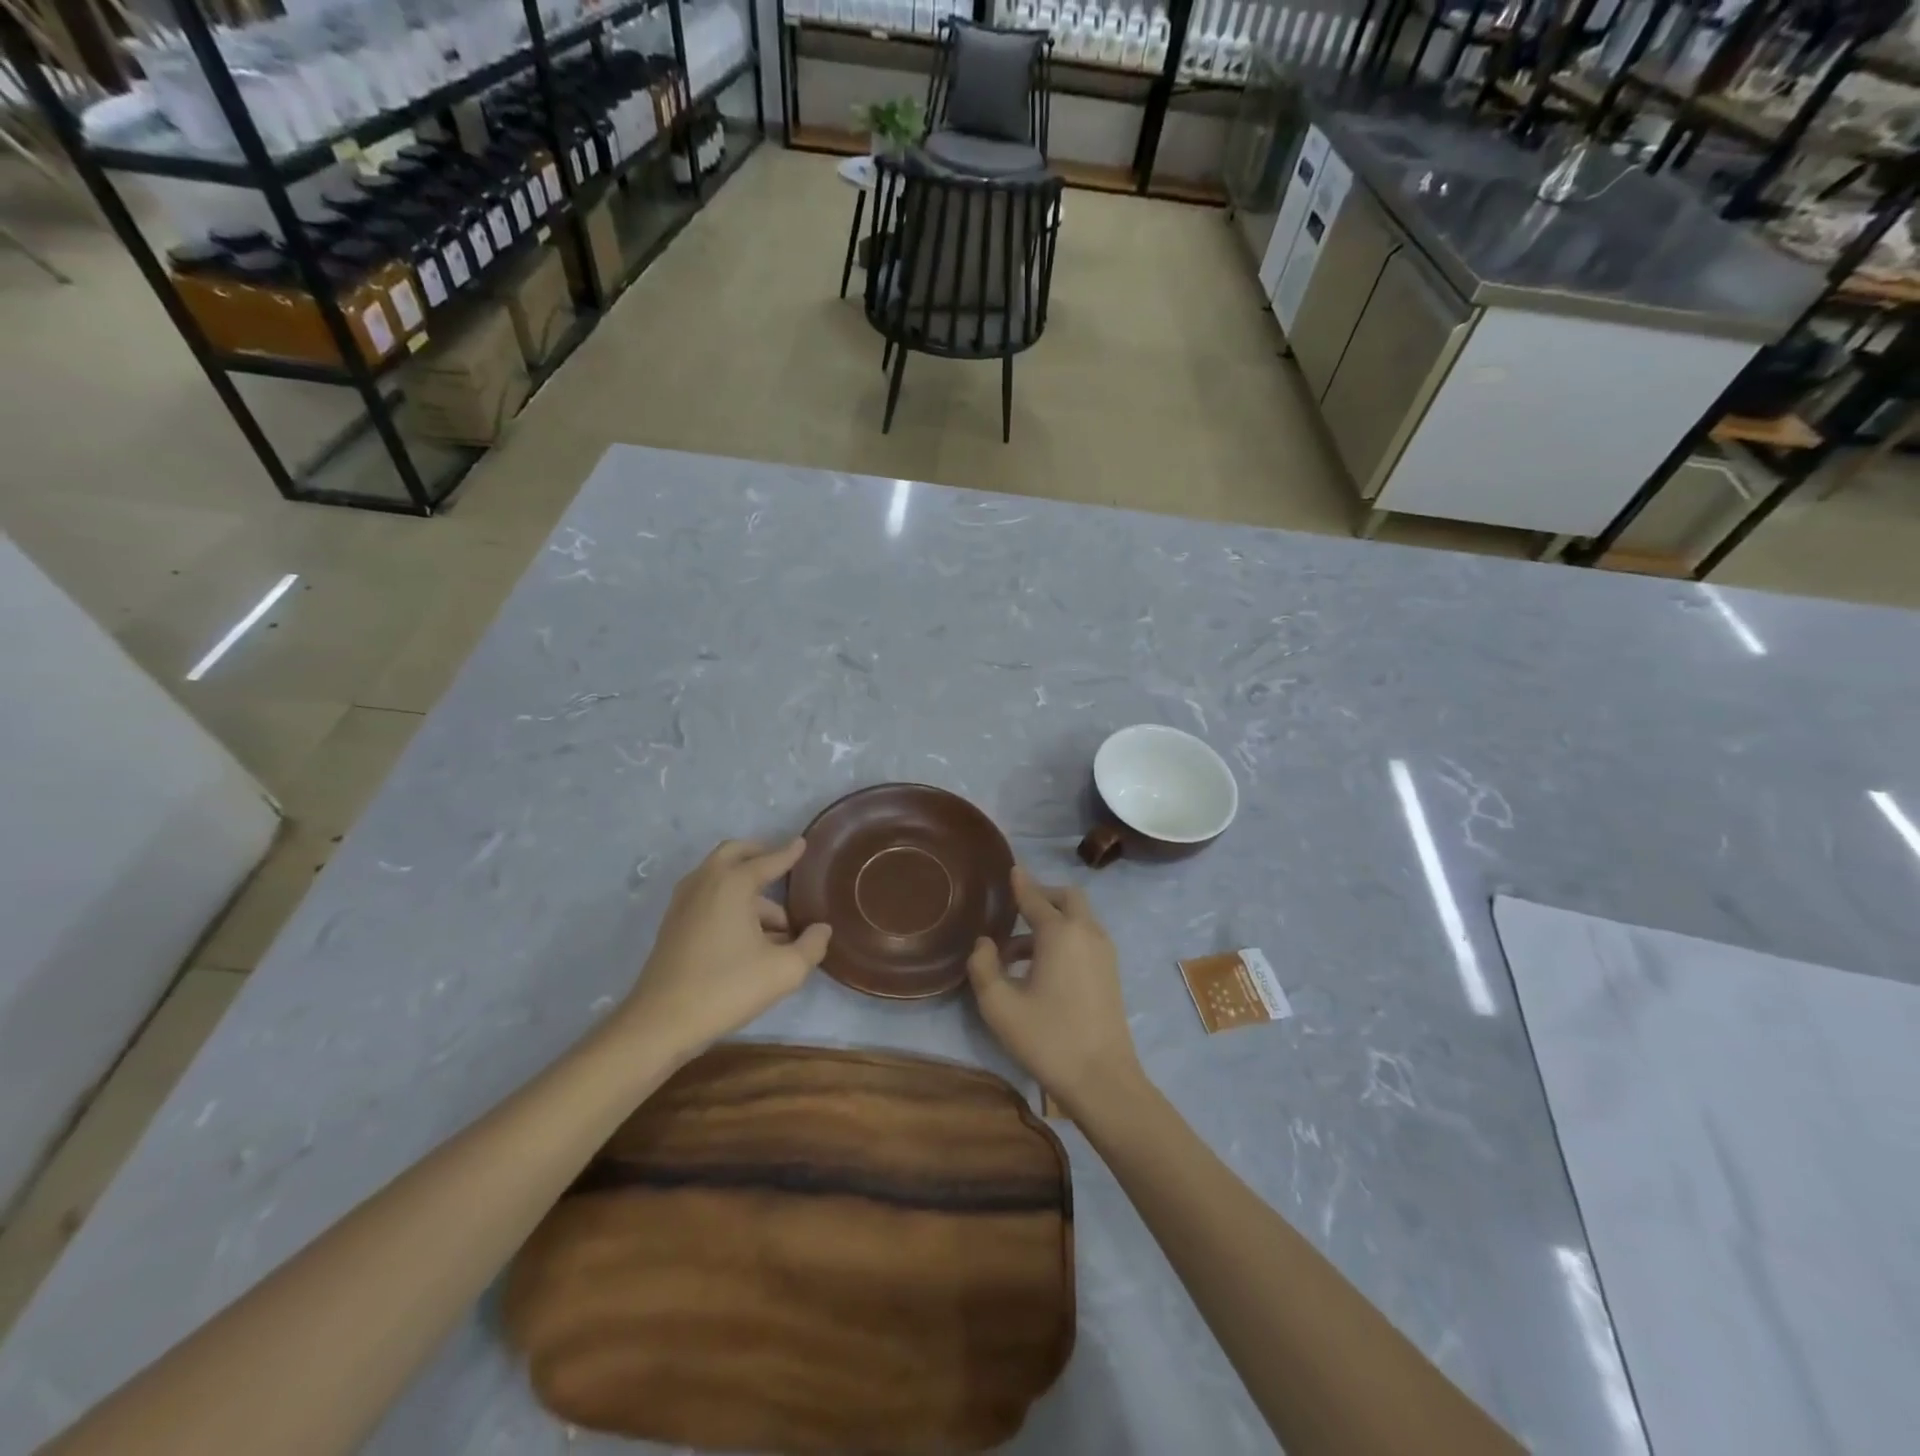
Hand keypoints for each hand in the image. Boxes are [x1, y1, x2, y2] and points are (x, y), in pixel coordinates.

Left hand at [620, 839, 831, 1060]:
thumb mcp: (784, 970)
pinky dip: (729, 902)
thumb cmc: (726, 988)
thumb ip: (811, 946)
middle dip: (759, 855)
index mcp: (732, 883)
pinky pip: (708, 898)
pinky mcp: (673, 925)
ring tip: (777, 923)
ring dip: (747, 888)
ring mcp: (684, 903)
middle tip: (781, 864)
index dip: (789, 853)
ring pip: (720, 879)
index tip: (802, 843)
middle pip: (734, 854)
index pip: (768, 860)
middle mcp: (705, 882)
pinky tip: (749, 936)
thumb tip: (822, 929)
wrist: (660, 1023)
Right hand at [967, 868, 1143, 1111]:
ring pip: (1079, 918)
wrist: (1102, 1079)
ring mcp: (1104, 952)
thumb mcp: (999, 1005)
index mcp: (1060, 933)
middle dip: (1042, 897)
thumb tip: (985, 944)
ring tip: (1017, 952)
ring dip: (1052, 921)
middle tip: (1015, 911)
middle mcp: (1086, 932)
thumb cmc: (1047, 1038)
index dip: (1020, 883)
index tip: (1011, 869)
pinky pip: (1086, 937)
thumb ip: (984, 967)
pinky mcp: (1111, 972)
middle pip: (1067, 897)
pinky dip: (1065, 937)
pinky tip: (1042, 968)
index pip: (1035, 898)